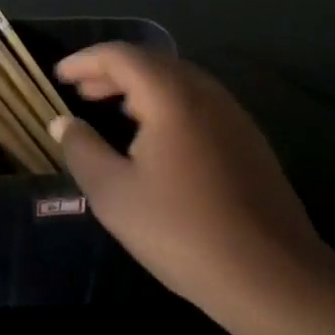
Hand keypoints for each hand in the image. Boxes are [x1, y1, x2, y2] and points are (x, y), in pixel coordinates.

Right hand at [51, 43, 323, 325]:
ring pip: (176, 81)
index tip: (59, 75)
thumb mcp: (115, 194)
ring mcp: (232, 113)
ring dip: (140, 88)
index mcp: (169, 93)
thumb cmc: (184, 231)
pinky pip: (197, 103)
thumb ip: (82, 150)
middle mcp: (203, 90)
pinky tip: (156, 137)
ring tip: (113, 109)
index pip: (119, 56)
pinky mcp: (248, 139)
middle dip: (111, 72)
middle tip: (81, 91)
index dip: (85, 61)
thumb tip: (63, 122)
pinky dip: (166, 104)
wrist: (274, 277)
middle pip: (150, 62)